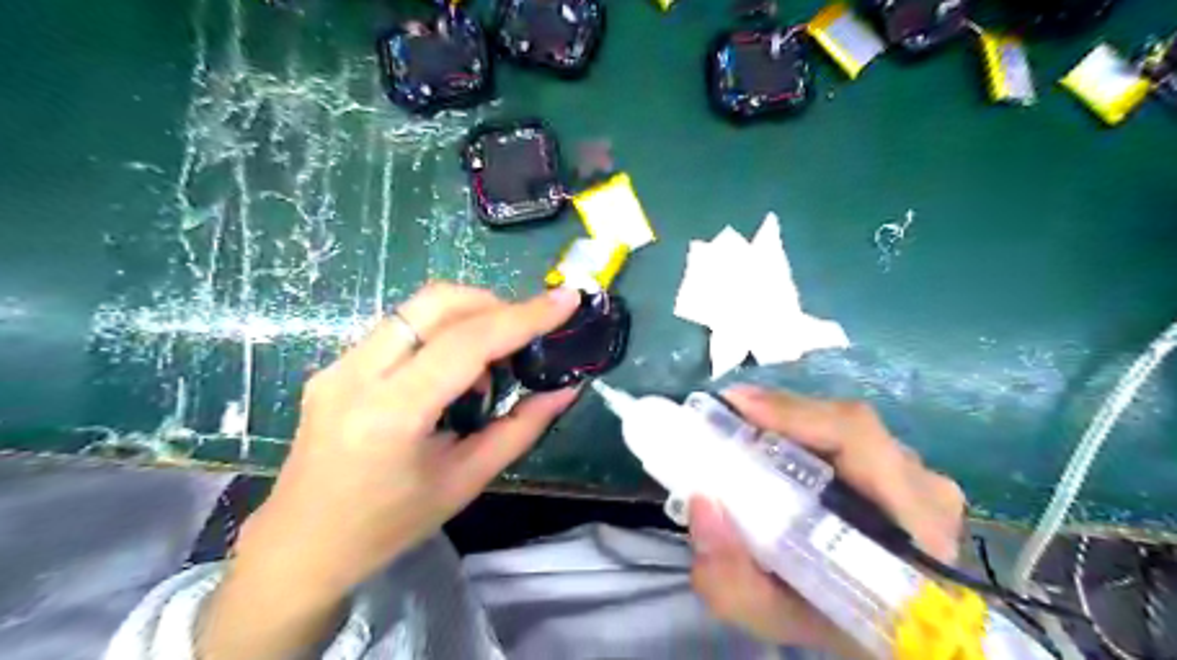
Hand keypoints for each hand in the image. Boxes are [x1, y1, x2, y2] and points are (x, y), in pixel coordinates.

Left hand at [205, 280, 588, 659]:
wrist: (302, 546)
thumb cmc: (390, 525)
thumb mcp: (465, 481)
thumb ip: (520, 428)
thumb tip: (565, 390)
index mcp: (392, 414)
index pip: (466, 343)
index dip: (523, 317)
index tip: (566, 300)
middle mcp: (357, 374)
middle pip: (435, 303)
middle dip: (492, 304)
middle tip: (526, 331)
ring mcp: (338, 365)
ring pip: (416, 309)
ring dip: (466, 317)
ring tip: (489, 364)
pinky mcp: (335, 365)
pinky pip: (400, 328)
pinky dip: (440, 334)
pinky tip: (452, 374)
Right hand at [691, 384, 964, 657]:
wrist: (886, 632)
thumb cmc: (837, 626)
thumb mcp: (776, 618)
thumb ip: (731, 580)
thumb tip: (701, 503)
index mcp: (911, 524)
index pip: (858, 438)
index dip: (794, 412)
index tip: (734, 405)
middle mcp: (924, 487)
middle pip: (845, 424)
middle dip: (777, 414)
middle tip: (723, 419)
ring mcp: (919, 475)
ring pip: (844, 426)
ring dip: (788, 423)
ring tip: (741, 431)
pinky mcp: (905, 470)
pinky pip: (847, 436)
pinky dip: (803, 433)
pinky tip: (772, 445)